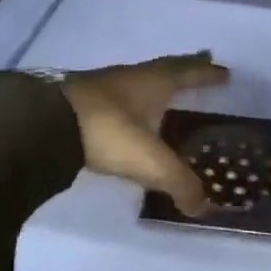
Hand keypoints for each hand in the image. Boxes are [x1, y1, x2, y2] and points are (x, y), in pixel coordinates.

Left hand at [60, 53, 229, 215]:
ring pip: (139, 79)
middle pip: (165, 68)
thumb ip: (179, 182)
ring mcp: (103, 86)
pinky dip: (132, 99)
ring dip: (156, 83)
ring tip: (167, 92)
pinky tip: (130, 112)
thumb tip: (201, 204)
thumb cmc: (108, 131)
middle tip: (202, 66)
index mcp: (153, 82)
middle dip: (185, 68)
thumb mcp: (150, 161)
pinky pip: (118, 94)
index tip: (223, 72)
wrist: (46, 123)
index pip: (187, 72)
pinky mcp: (81, 101)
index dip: (206, 73)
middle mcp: (131, 77)